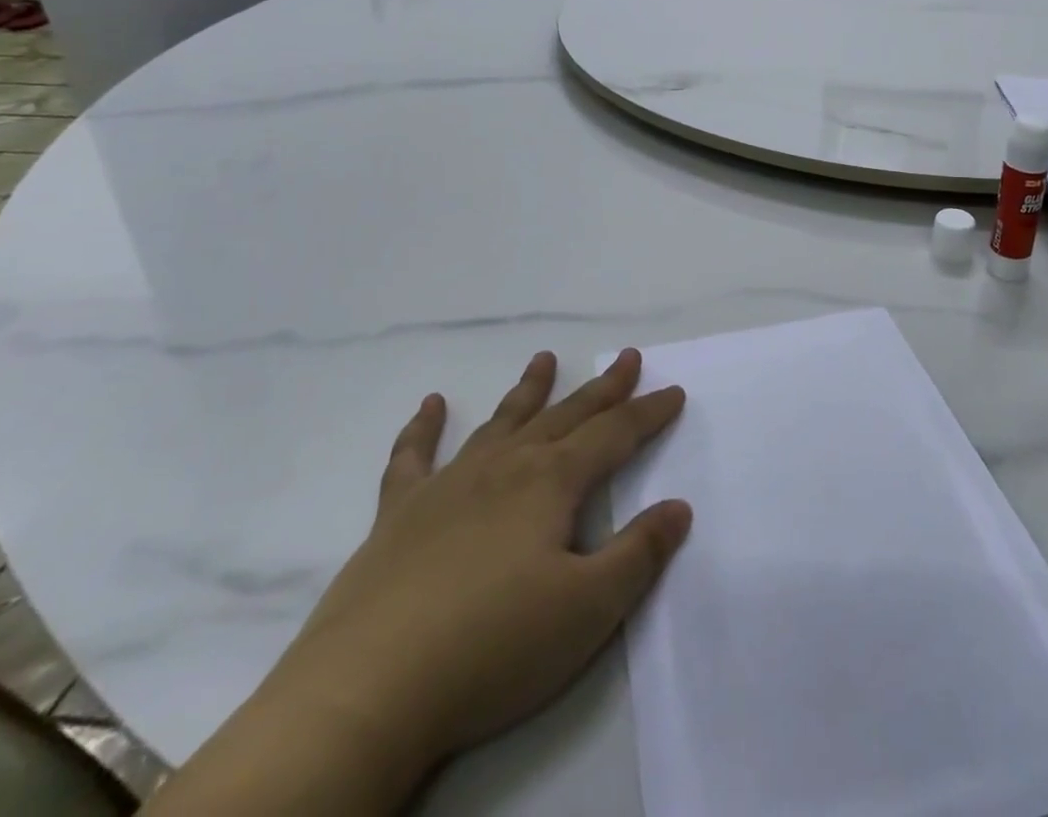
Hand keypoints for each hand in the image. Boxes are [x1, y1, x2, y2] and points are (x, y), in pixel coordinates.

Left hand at [268, 349, 690, 782]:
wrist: (368, 691)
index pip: (614, 435)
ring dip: (528, 390)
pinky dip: (423, 428)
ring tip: (544, 359)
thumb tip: (678, 506)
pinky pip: (413, 457)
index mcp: (551, 482)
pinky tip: (431, 404)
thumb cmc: (493, 647)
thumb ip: (639, 553)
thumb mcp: (589, 609)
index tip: (674, 391)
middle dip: (602, 388)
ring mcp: (449, 484)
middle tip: (626, 357)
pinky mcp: (399, 514)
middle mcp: (505, 467)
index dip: (648, 413)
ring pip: (500, 423)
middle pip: (565, 416)